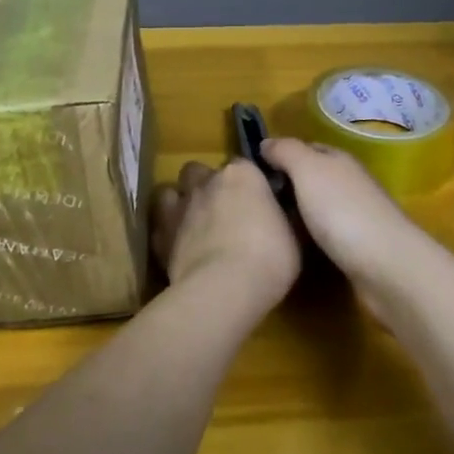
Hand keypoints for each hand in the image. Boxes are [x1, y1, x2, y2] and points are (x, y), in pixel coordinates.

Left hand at [150, 160, 301, 313]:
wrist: (224, 288)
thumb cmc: (269, 258)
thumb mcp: (293, 236)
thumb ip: (281, 217)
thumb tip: (279, 215)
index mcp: (243, 174)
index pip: (244, 165)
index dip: (248, 184)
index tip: (256, 202)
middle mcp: (208, 181)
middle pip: (200, 171)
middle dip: (207, 185)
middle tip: (221, 211)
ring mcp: (180, 206)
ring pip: (172, 190)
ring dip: (181, 202)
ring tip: (193, 224)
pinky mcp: (161, 234)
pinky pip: (160, 224)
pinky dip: (167, 232)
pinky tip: (178, 247)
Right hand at [259, 139, 426, 295]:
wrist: (386, 267)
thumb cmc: (342, 211)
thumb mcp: (308, 169)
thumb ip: (286, 151)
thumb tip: (265, 143)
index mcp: (339, 160)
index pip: (306, 147)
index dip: (280, 154)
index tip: (252, 170)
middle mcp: (349, 183)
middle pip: (312, 177)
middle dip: (286, 185)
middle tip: (253, 200)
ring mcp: (356, 216)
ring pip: (318, 206)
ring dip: (297, 213)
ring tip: (266, 224)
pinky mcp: (357, 248)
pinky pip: (325, 234)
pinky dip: (309, 236)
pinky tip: (293, 246)